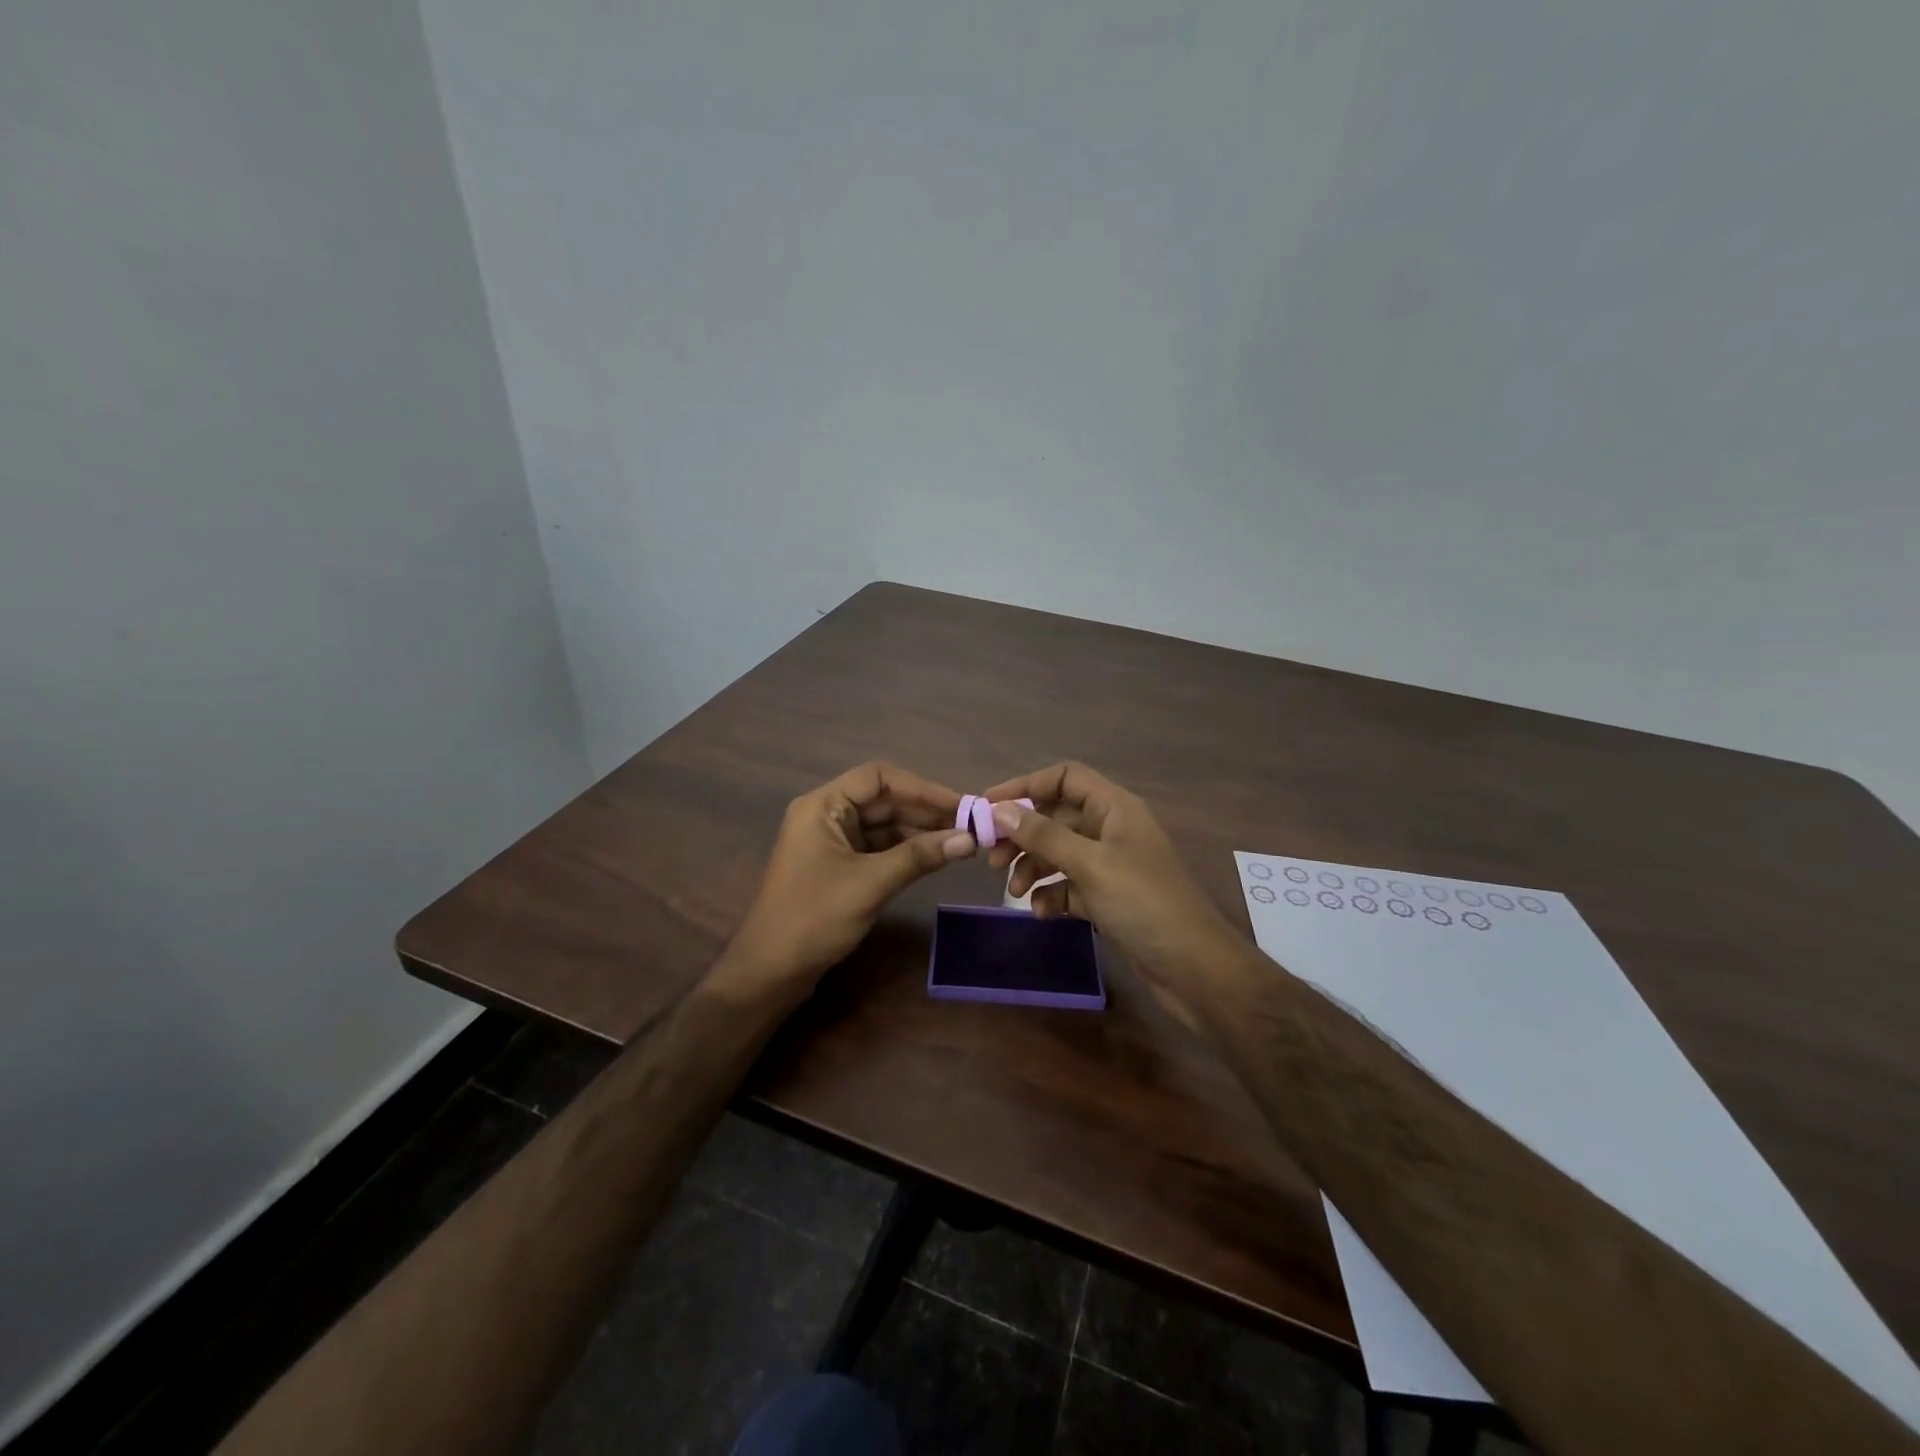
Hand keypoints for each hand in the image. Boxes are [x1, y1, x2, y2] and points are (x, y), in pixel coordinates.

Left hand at [726, 762, 975, 997]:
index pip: (878, 778)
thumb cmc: (813, 919)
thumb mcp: (870, 884)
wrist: (769, 973)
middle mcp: (826, 815)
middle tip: (969, 826)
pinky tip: (933, 857)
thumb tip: (969, 839)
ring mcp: (831, 841)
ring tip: (960, 841)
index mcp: (822, 806)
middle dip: (924, 811)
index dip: (922, 788)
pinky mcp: (838, 866)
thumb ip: (919, 857)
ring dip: (918, 831)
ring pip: (883, 824)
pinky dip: (905, 850)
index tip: (960, 805)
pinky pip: (877, 847)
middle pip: (882, 799)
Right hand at [977, 763, 1240, 1029]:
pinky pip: (1071, 885)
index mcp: (1115, 808)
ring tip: (1016, 891)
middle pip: (1057, 817)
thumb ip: (1044, 835)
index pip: (1065, 778)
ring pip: (1060, 853)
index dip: (1026, 786)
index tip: (989, 806)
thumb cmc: (1143, 904)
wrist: (1193, 968)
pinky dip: (1053, 894)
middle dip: (1024, 835)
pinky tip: (1043, 912)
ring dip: (1035, 867)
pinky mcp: (1110, 898)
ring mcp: (1112, 865)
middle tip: (992, 857)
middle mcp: (1112, 830)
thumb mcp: (1090, 864)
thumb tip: (1000, 810)